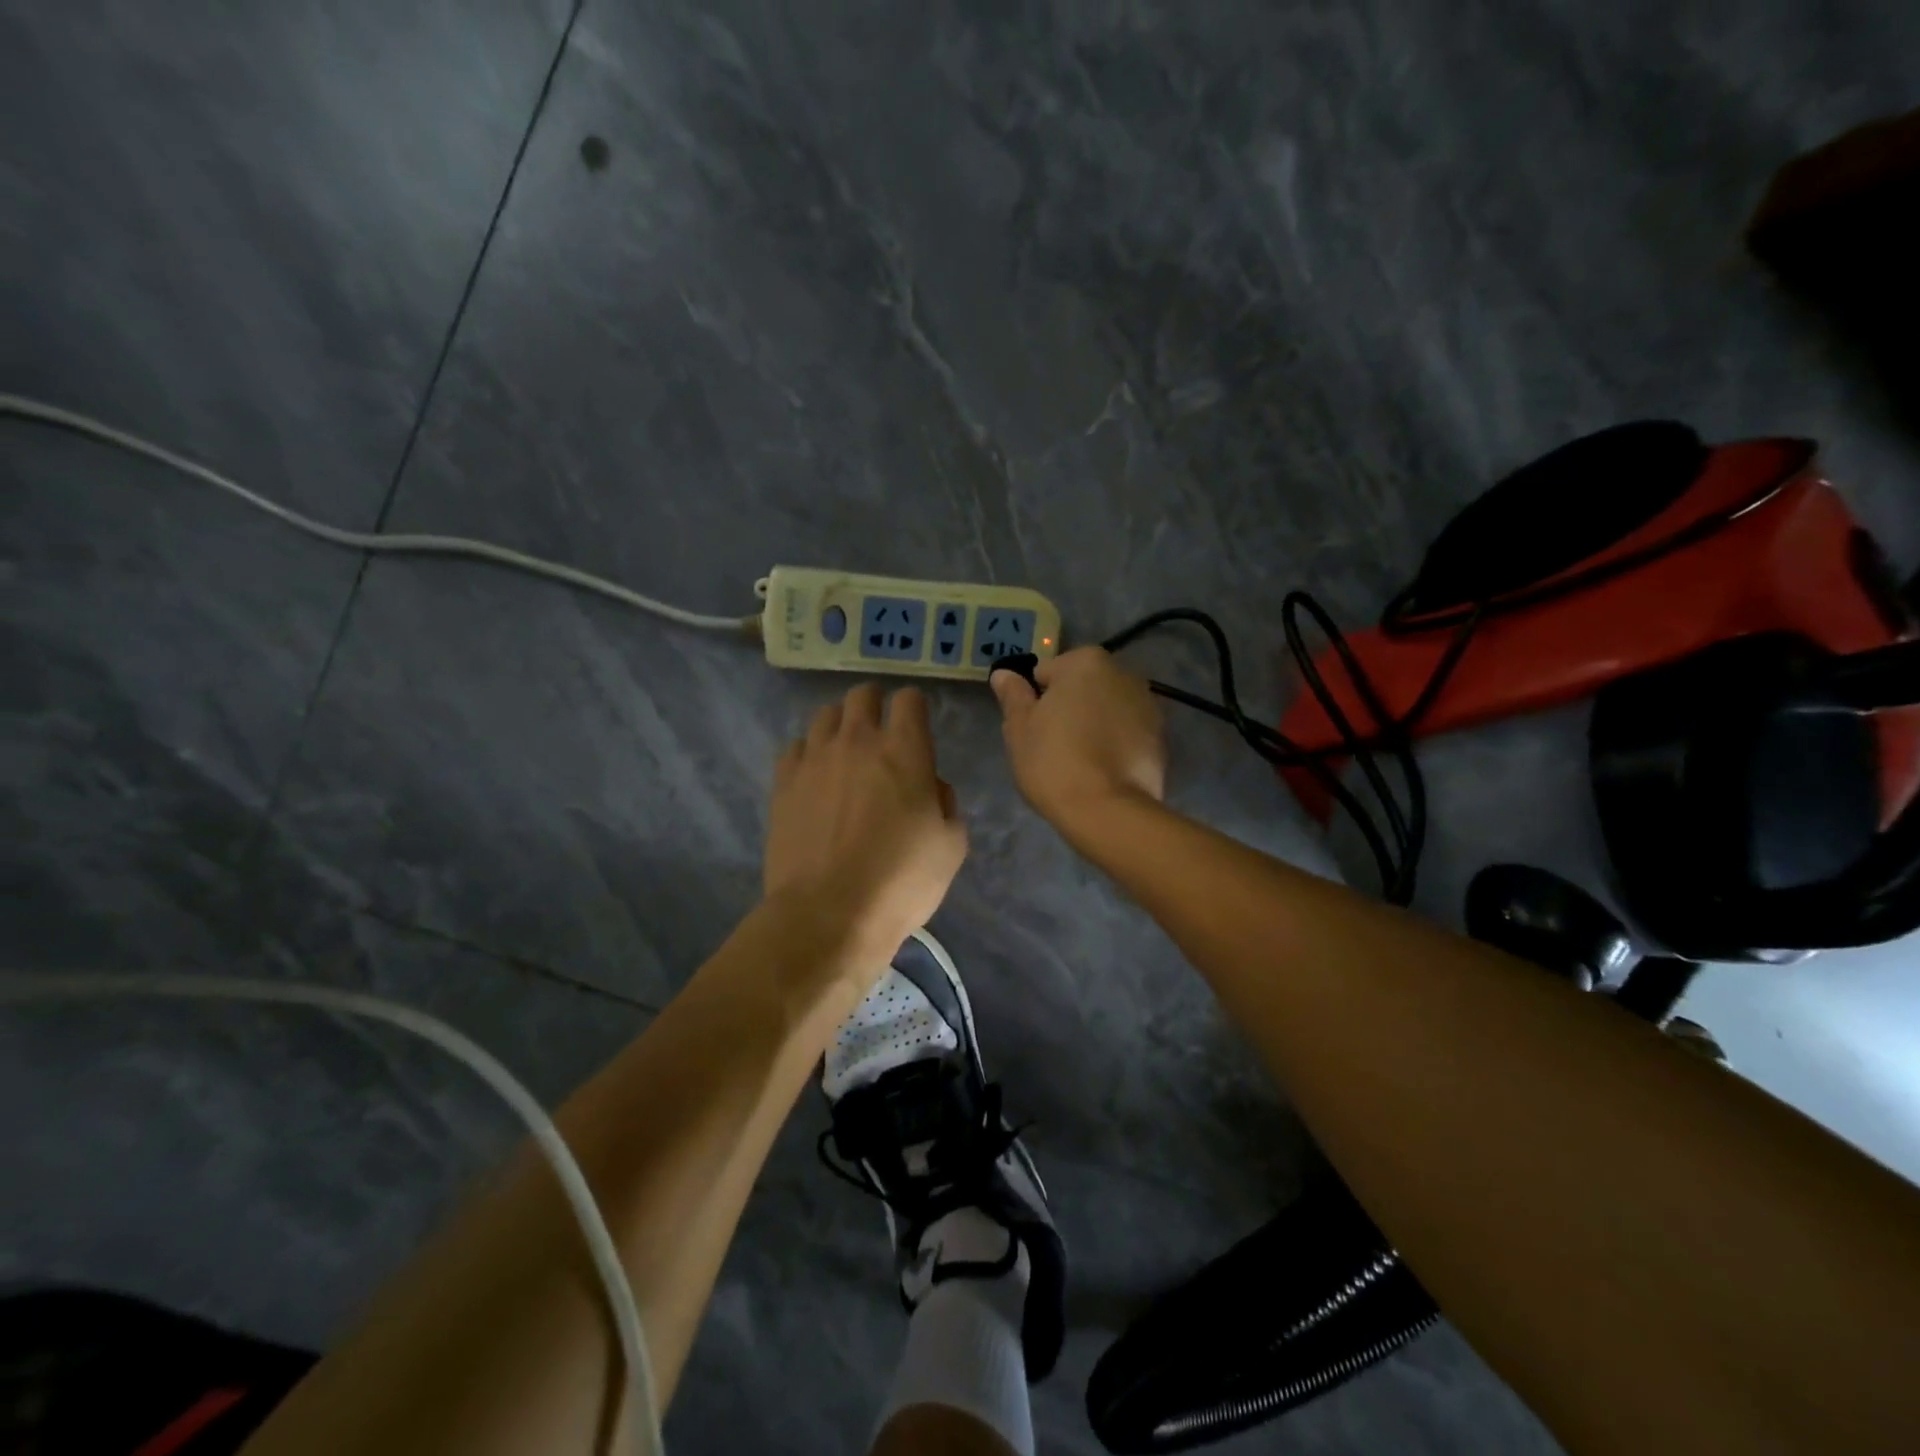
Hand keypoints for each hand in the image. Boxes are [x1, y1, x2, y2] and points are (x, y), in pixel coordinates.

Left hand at [765, 683, 967, 970]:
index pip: (909, 699)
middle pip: (862, 695)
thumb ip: (946, 804)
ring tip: (845, 754)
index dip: (915, 708)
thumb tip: (930, 788)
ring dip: (841, 726)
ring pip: (825, 715)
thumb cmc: (900, 882)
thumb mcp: (951, 846)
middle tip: (881, 735)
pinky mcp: (784, 781)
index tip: (916, 728)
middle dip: (875, 706)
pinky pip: (796, 747)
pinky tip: (815, 778)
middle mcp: (857, 741)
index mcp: (905, 751)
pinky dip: (809, 753)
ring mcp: (815, 758)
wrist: (828, 914)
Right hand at [990, 646, 1165, 826]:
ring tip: (1080, 761)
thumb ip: (1013, 695)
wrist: (1107, 811)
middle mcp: (1124, 674)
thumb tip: (1004, 673)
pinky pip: (1127, 734)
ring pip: (1108, 709)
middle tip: (1053, 744)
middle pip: (1083, 687)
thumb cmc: (1053, 761)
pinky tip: (1103, 771)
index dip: (1036, 699)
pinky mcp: (1161, 739)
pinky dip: (1116, 744)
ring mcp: (1149, 706)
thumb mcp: (1019, 728)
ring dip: (1095, 724)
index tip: (1033, 727)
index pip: (1048, 672)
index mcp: (1086, 662)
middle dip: (1070, 707)